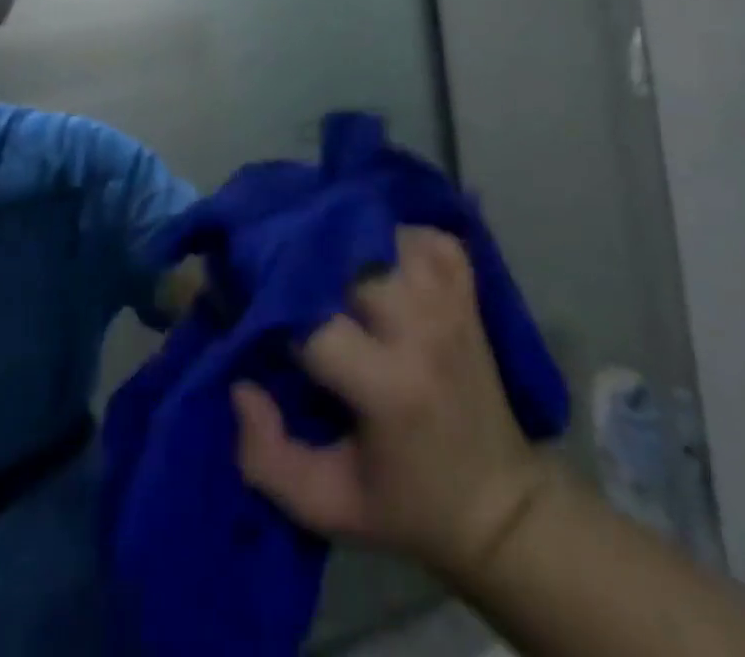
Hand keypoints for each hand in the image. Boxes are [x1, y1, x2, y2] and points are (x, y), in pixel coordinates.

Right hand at [233, 227, 549, 581]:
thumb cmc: (407, 505)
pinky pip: (429, 237)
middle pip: (349, 260)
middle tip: (282, 274)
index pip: (313, 321)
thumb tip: (241, 385)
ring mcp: (451, 304)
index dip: (273, 311)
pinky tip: (378, 254)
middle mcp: (422, 331)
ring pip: (388, 236)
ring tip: (325, 259)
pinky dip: (399, 236)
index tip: (253, 314)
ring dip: (350, 241)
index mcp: (389, 387)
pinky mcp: (468, 293)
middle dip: (307, 260)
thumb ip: (266, 456)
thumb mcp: (327, 504)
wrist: (502, 508)